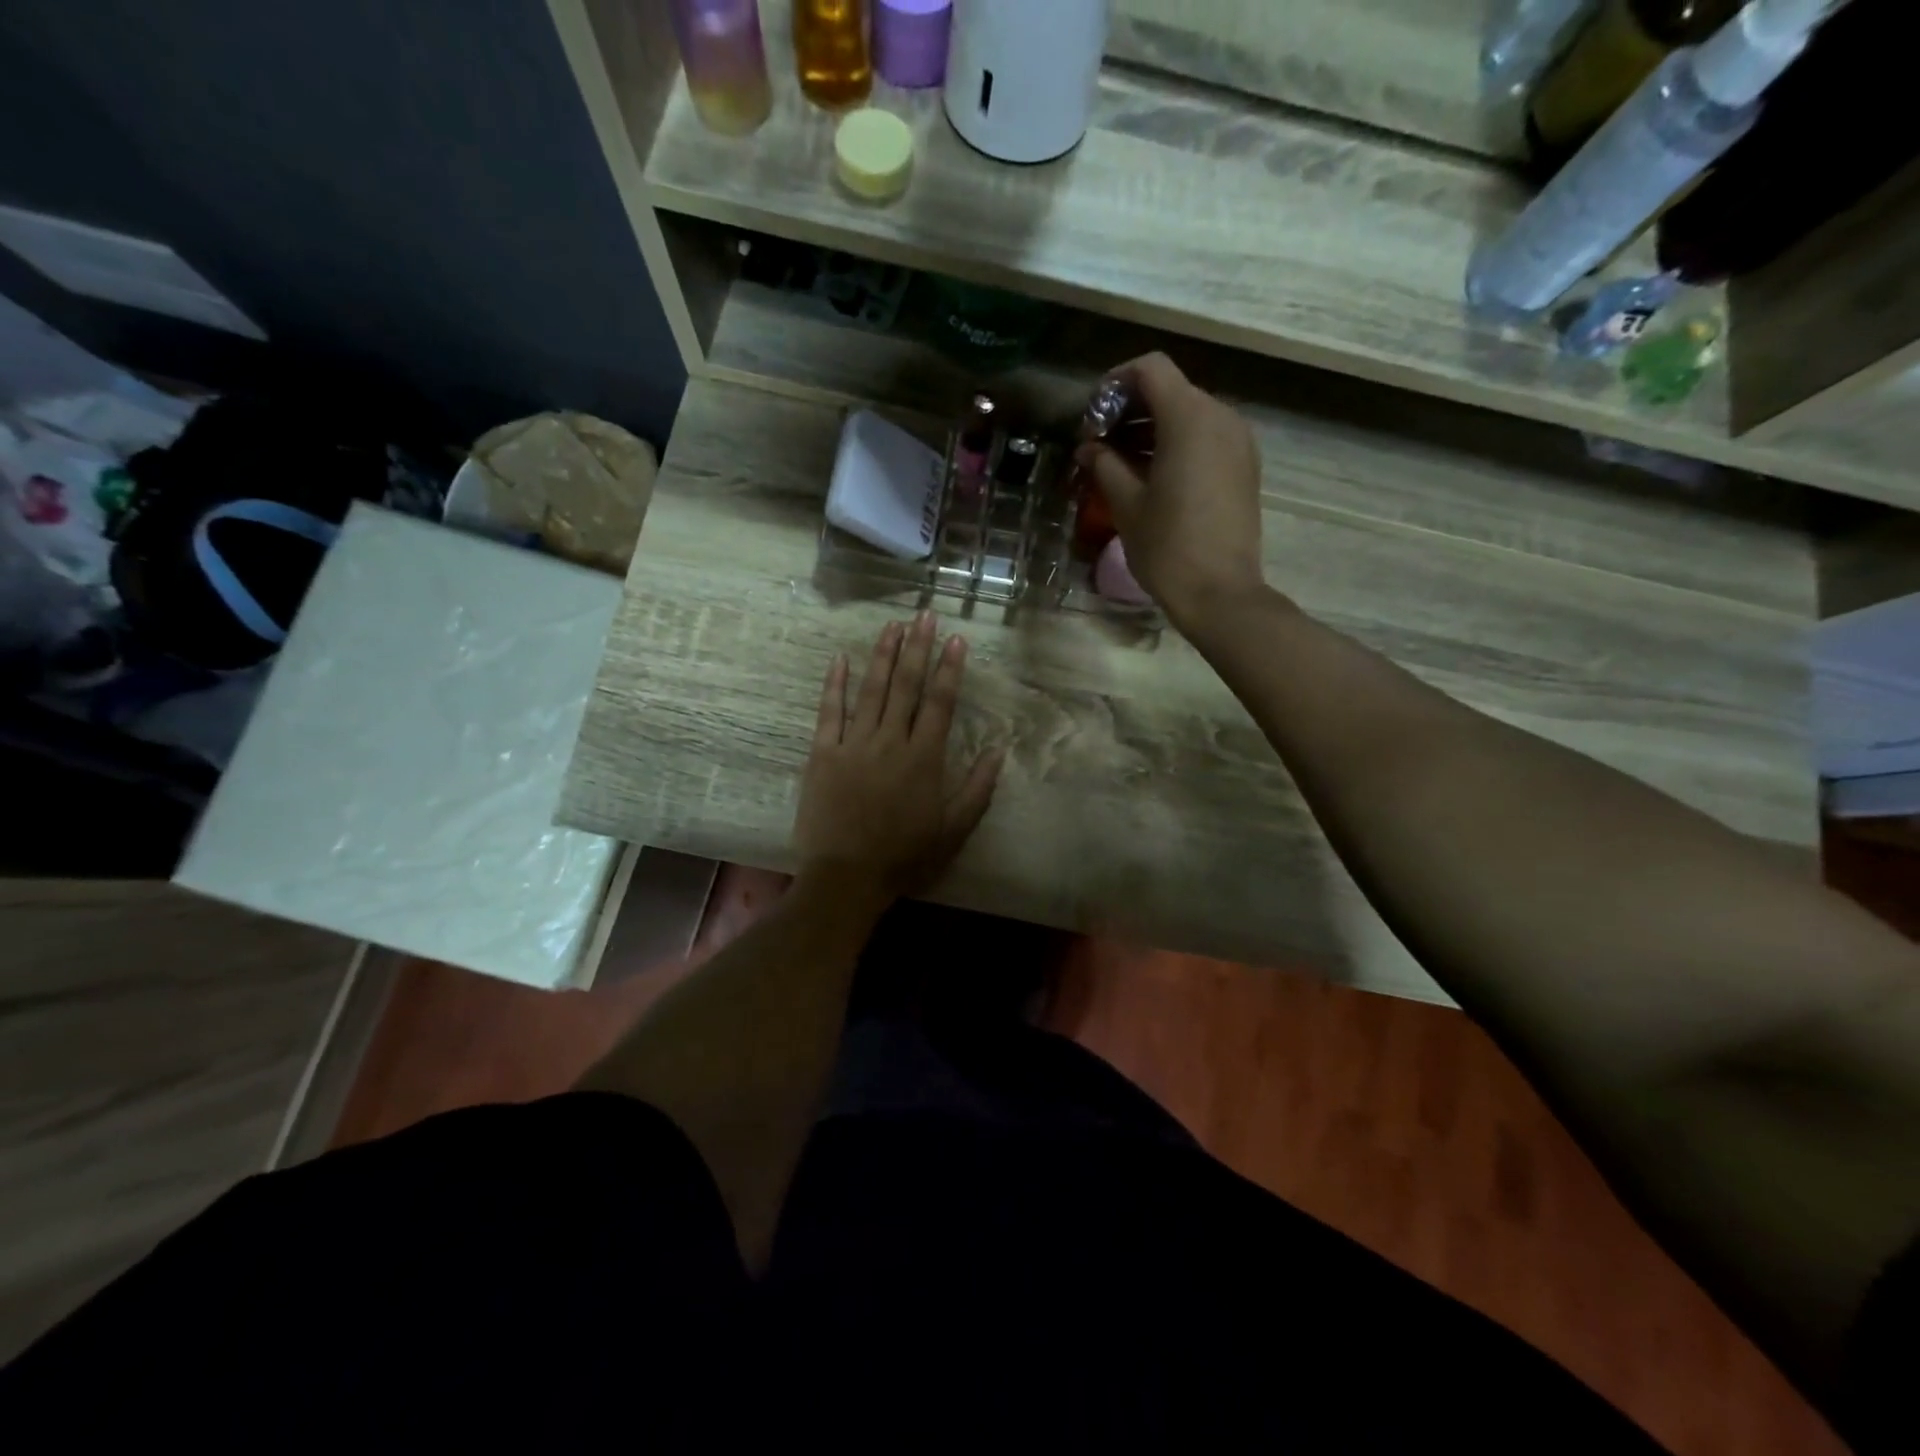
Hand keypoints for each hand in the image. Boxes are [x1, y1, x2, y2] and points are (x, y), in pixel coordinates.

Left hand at [794, 614, 1003, 906]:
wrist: (846, 876)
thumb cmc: (904, 855)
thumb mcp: (953, 829)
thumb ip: (977, 789)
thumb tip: (998, 751)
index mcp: (924, 758)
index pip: (941, 702)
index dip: (950, 669)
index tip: (956, 639)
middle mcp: (891, 741)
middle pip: (906, 685)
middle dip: (917, 648)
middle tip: (924, 615)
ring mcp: (854, 744)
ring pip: (871, 690)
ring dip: (882, 655)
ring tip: (892, 626)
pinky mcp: (823, 754)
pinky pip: (829, 712)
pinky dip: (835, 684)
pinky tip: (840, 659)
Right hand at [1074, 353, 1267, 630]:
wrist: (1220, 592)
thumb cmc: (1168, 547)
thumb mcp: (1127, 504)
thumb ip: (1105, 465)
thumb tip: (1089, 448)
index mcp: (1189, 418)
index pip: (1150, 369)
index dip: (1115, 383)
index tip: (1093, 418)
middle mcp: (1221, 417)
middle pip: (1171, 390)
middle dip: (1130, 409)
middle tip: (1100, 445)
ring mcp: (1238, 442)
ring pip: (1189, 414)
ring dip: (1152, 429)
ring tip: (1121, 464)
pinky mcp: (1244, 466)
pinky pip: (1207, 438)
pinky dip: (1177, 444)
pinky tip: (1153, 477)